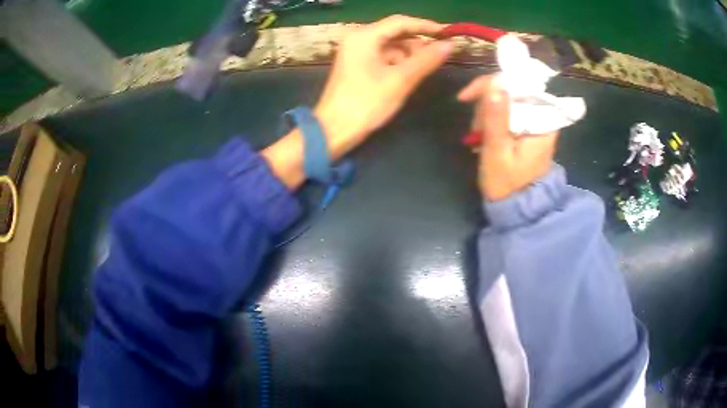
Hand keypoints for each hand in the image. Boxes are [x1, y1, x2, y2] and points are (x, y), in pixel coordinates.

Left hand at [315, 15, 453, 155]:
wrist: (334, 130)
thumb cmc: (366, 104)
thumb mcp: (400, 80)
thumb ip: (426, 60)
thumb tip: (450, 45)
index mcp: (364, 36)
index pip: (401, 22)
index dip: (426, 26)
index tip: (449, 33)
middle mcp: (359, 38)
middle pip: (396, 33)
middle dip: (418, 43)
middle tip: (441, 55)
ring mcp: (356, 51)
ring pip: (391, 46)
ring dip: (410, 55)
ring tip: (427, 68)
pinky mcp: (357, 64)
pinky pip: (384, 56)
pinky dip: (399, 63)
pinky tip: (410, 74)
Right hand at [458, 75, 558, 200]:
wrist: (515, 206)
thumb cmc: (506, 184)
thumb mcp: (497, 151)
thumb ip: (496, 118)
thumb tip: (494, 82)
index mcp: (542, 123)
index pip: (519, 86)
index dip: (491, 85)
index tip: (466, 97)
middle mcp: (542, 117)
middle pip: (511, 91)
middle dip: (487, 105)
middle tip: (476, 130)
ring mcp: (534, 121)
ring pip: (506, 100)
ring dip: (487, 114)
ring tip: (479, 137)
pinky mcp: (527, 126)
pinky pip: (507, 111)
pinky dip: (492, 119)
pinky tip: (484, 135)